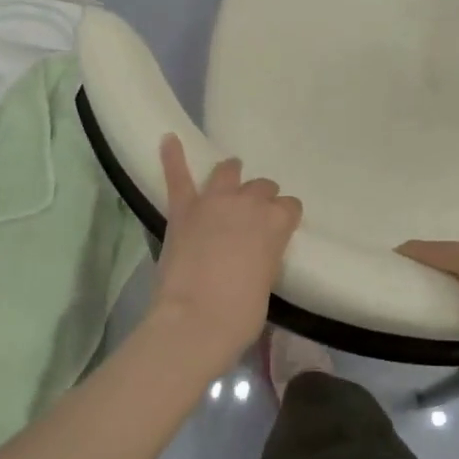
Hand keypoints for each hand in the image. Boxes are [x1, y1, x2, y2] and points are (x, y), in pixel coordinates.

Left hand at [149, 135, 302, 372]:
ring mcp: (213, 202)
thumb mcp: (267, 282)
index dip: (284, 218)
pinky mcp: (182, 210)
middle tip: (252, 217)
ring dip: (231, 173)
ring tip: (231, 174)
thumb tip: (254, 253)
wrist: (197, 319)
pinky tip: (168, 139)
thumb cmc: (241, 313)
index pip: (290, 207)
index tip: (278, 230)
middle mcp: (249, 203)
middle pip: (262, 188)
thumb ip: (265, 256)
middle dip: (261, 198)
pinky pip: (177, 176)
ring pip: (227, 172)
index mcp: (277, 223)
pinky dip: (172, 156)